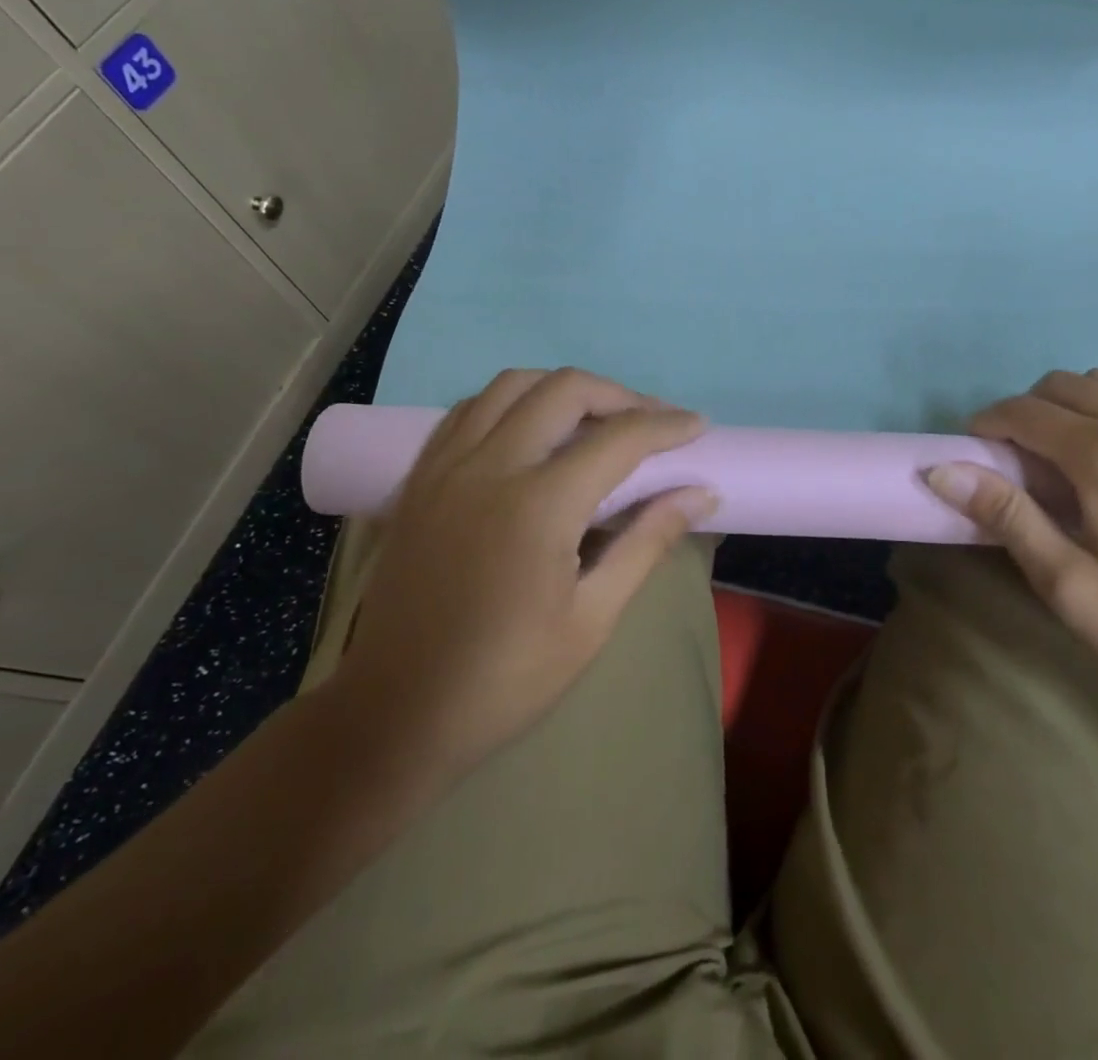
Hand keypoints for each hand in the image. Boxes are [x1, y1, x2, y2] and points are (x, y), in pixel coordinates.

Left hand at [320, 368, 714, 794]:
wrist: (396, 714)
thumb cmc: (506, 678)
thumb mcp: (592, 620)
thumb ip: (647, 542)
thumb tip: (701, 492)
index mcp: (537, 506)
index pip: (618, 438)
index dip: (667, 425)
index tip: (698, 426)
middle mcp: (489, 467)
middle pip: (564, 389)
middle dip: (620, 395)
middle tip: (651, 423)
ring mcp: (446, 466)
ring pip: (511, 384)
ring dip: (563, 389)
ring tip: (594, 419)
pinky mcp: (420, 478)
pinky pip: (470, 409)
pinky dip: (511, 402)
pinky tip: (530, 430)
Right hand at [925, 368, 1097, 724]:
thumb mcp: (1068, 585)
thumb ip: (1005, 516)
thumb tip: (941, 469)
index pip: (1025, 411)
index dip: (990, 423)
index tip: (977, 447)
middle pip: (1065, 385)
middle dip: (1030, 411)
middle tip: (1024, 458)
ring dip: (1080, 407)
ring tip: (1078, 456)